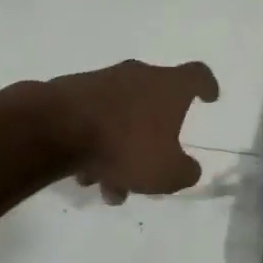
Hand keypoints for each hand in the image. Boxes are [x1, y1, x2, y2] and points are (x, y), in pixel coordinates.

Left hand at [48, 59, 218, 202]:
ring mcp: (101, 82)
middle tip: (150, 168)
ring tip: (109, 187)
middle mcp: (137, 76)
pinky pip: (93, 120)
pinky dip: (95, 145)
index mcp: (168, 87)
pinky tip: (85, 175)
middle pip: (155, 104)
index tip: (209, 98)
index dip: (206, 86)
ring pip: (120, 118)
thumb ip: (185, 172)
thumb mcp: (167, 172)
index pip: (197, 75)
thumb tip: (188, 168)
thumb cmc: (124, 146)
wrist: (53, 129)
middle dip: (154, 139)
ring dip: (120, 151)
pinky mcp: (70, 93)